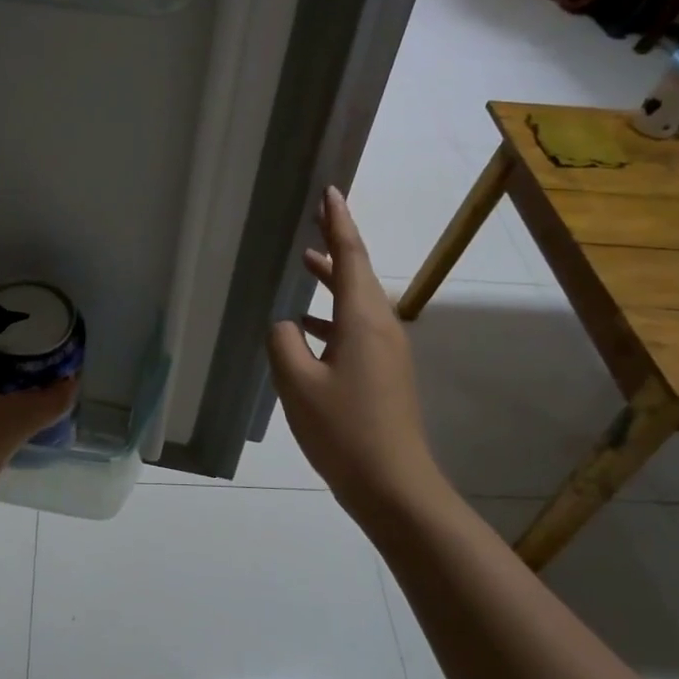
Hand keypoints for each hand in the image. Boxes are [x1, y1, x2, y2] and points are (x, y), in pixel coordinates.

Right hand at [267, 188, 440, 524]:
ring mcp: (386, 352)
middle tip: (315, 216)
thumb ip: (284, 342)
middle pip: (357, 274)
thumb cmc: (343, 430)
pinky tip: (306, 328)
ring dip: (332, 281)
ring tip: (305, 262)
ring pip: (356, 302)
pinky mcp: (384, 373)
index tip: (331, 192)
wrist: (393, 486)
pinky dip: (331, 316)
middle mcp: (381, 327)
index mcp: (363, 321)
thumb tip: (286, 324)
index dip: (339, 223)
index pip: (350, 257)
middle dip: (336, 244)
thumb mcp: (297, 384)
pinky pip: (355, 328)